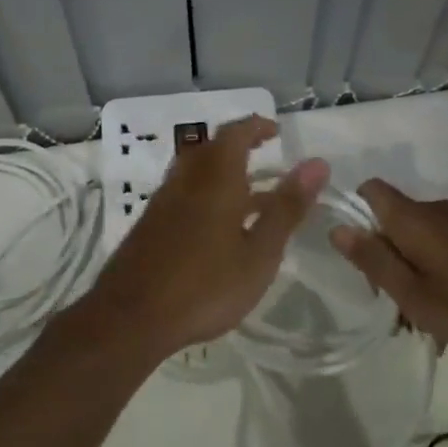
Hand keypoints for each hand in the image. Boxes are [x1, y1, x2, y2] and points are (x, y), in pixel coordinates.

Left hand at [87, 116, 327, 357]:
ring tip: (251, 197)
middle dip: (239, 147)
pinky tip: (219, 228)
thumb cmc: (205, 287)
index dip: (257, 127)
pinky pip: (182, 195)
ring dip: (222, 173)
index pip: (235, 134)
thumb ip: (286, 208)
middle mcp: (185, 182)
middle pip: (210, 149)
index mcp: (215, 180)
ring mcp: (162, 204)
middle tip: (265, 158)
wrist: (130, 319)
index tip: (277, 132)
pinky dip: (206, 196)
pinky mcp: (149, 227)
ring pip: (194, 173)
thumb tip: (317, 163)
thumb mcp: (259, 253)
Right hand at [329, 180, 447, 355]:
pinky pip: (443, 250)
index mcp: (413, 220)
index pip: (370, 191)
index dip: (355, 216)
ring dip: (411, 276)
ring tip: (423, 324)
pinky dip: (435, 276)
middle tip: (394, 310)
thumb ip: (375, 261)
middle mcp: (436, 212)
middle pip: (392, 223)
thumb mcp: (416, 295)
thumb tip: (337, 227)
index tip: (359, 259)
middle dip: (384, 261)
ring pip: (418, 242)